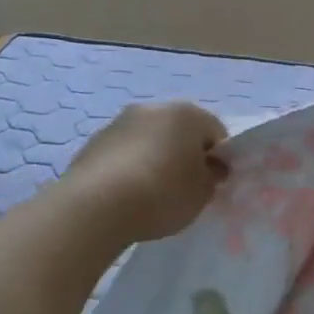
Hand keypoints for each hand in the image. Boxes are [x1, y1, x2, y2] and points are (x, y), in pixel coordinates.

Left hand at [61, 102, 230, 243]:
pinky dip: (129, 167)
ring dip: (154, 158)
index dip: (218, 159)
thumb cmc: (162, 193)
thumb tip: (212, 168)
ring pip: (149, 139)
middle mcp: (154, 108)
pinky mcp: (94, 141)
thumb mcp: (202, 193)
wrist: (96, 205)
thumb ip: (213, 177)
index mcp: (187, 114)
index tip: (211, 184)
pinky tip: (125, 195)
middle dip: (184, 154)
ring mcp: (120, 122)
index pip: (215, 132)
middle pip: (179, 131)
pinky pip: (123, 152)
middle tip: (183, 188)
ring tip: (150, 195)